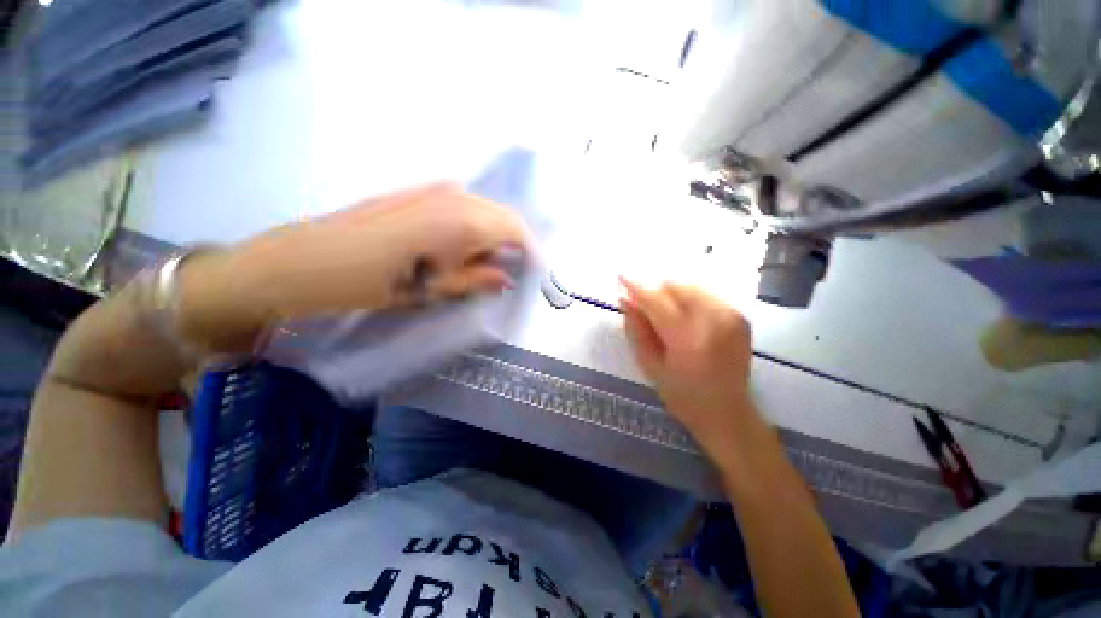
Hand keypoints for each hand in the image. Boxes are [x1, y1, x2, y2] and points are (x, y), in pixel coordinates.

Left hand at [177, 184, 530, 352]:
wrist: (306, 262)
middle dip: (514, 242)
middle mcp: (455, 196)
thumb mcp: (436, 289)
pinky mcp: (417, 192)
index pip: (515, 229)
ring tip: (489, 262)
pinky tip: (463, 246)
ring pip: (483, 209)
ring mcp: (434, 190)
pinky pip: (462, 205)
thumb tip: (507, 276)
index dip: (531, 250)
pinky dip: (473, 225)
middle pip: (502, 216)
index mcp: (464, 221)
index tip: (537, 271)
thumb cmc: (376, 283)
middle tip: (515, 269)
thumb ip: (478, 279)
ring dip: (494, 234)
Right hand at [619, 277, 756, 450]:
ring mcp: (730, 316)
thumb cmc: (682, 395)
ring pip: (691, 286)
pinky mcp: (740, 317)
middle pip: (676, 287)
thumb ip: (636, 329)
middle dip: (656, 291)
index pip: (656, 300)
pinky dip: (690, 299)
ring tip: (665, 314)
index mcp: (687, 337)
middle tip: (644, 306)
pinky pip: (706, 295)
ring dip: (672, 294)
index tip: (621, 276)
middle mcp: (713, 320)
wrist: (728, 413)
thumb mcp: (650, 365)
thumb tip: (625, 300)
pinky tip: (685, 317)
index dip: (636, 286)